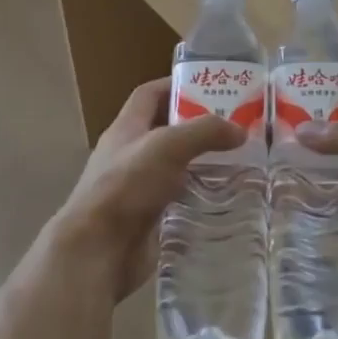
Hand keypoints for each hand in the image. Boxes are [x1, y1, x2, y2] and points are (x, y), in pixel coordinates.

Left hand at [52, 78, 244, 299]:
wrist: (97, 252)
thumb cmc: (126, 186)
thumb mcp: (167, 146)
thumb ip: (204, 132)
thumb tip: (239, 130)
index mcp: (126, 129)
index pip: (149, 95)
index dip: (176, 86)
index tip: (210, 86)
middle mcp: (130, 155)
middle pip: (166, 131)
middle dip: (198, 127)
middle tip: (235, 127)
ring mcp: (137, 190)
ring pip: (175, 168)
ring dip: (203, 164)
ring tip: (240, 162)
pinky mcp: (148, 220)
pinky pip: (179, 202)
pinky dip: (200, 198)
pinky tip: (226, 200)